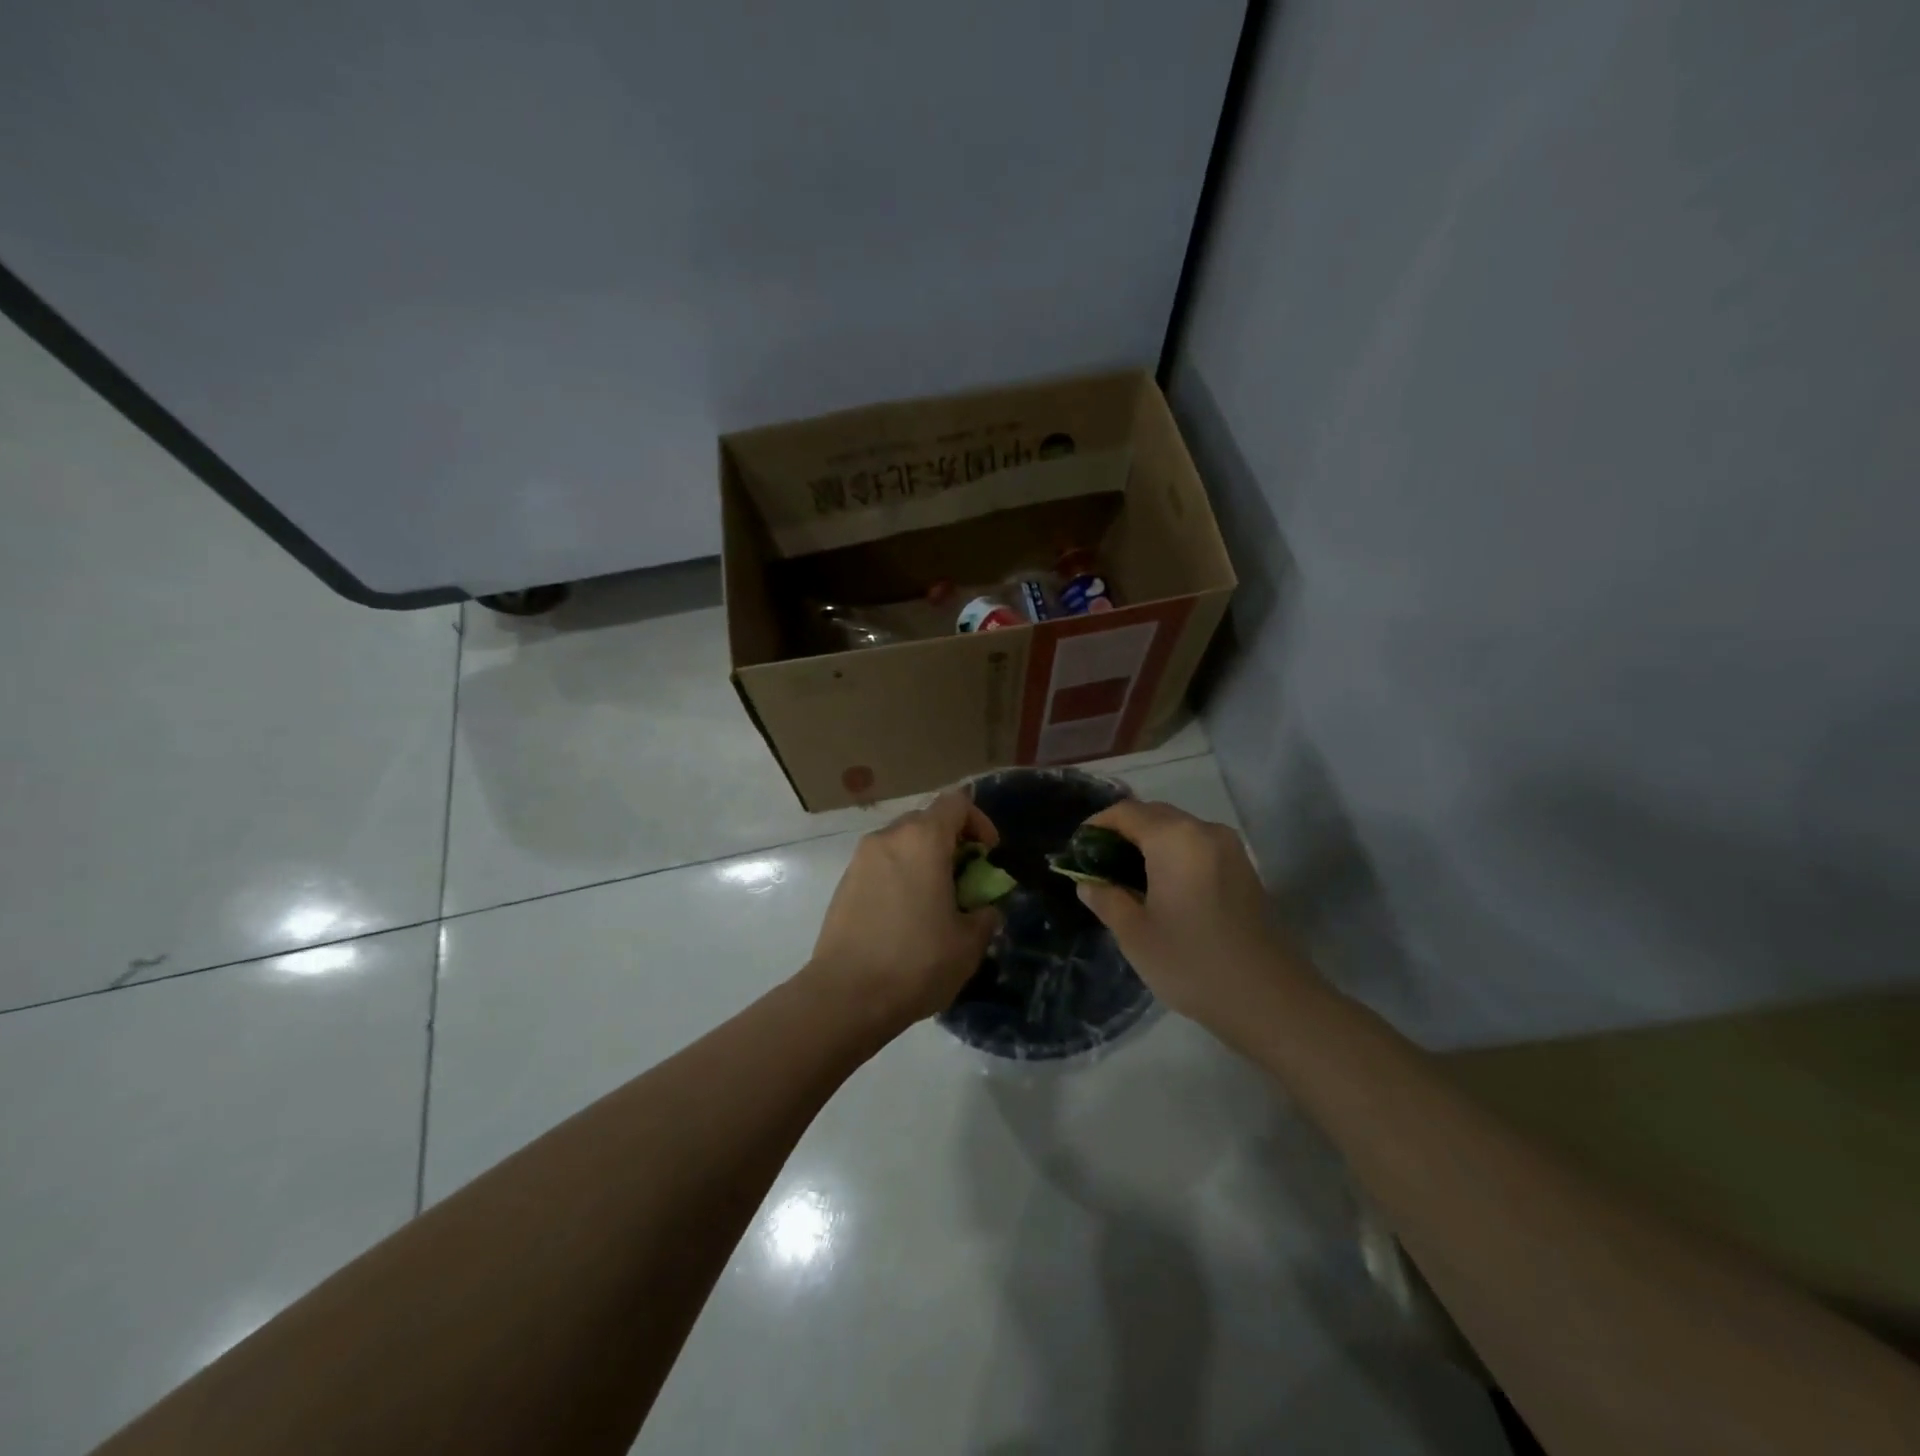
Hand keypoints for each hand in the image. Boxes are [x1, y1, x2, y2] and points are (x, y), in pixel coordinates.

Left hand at [804, 789, 1002, 1034]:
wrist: (846, 996)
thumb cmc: (916, 962)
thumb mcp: (969, 943)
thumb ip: (984, 915)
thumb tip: (983, 909)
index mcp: (923, 840)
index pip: (956, 802)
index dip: (979, 822)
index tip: (988, 855)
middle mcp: (888, 838)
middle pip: (927, 820)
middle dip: (951, 842)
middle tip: (965, 879)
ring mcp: (860, 859)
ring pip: (901, 843)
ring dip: (924, 860)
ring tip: (935, 900)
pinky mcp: (844, 883)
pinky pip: (881, 864)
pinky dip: (899, 876)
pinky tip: (905, 916)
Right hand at [1072, 799, 1299, 1026]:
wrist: (1269, 999)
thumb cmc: (1191, 962)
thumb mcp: (1135, 934)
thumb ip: (1106, 899)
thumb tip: (1087, 882)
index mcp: (1175, 838)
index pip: (1126, 812)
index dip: (1097, 825)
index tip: (1077, 850)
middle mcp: (1204, 831)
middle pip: (1154, 814)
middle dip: (1123, 832)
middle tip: (1098, 864)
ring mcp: (1230, 848)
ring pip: (1178, 829)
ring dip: (1149, 843)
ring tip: (1126, 877)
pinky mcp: (1244, 868)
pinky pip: (1198, 846)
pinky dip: (1173, 854)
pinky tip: (1161, 887)